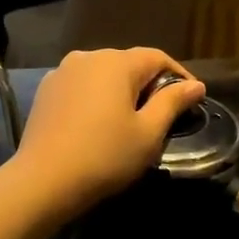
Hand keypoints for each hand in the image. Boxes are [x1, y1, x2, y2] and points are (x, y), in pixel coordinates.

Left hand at [8, 49, 205, 223]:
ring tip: (130, 118)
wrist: (43, 181)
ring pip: (103, 74)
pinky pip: (81, 86)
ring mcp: (62, 72)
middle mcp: (88, 57)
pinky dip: (96, 97)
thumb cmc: (105, 156)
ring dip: (121, 90)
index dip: (179, 75)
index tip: (192, 98)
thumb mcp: (148, 133)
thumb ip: (173, 102)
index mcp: (116, 63)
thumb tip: (196, 85)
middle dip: (149, 83)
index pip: (157, 58)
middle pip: (128, 63)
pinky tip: (99, 122)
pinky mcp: (46, 91)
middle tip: (163, 113)